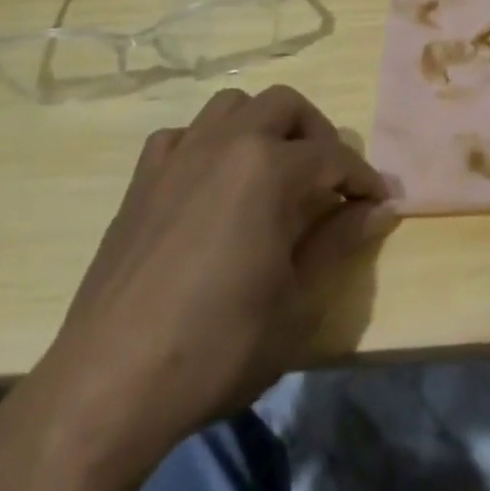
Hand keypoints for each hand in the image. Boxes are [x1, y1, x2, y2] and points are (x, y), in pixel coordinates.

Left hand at [25, 85, 397, 476]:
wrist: (110, 385)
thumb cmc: (219, 345)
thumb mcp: (299, 301)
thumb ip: (340, 242)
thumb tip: (379, 209)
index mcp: (269, 168)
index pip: (334, 157)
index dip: (363, 179)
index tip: (378, 202)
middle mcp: (225, 144)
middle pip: (285, 105)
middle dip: (318, 134)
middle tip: (329, 180)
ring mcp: (177, 157)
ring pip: (232, 105)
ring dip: (264, 125)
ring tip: (276, 171)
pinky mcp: (142, 181)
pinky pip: (184, 135)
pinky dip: (210, 144)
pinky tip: (214, 185)